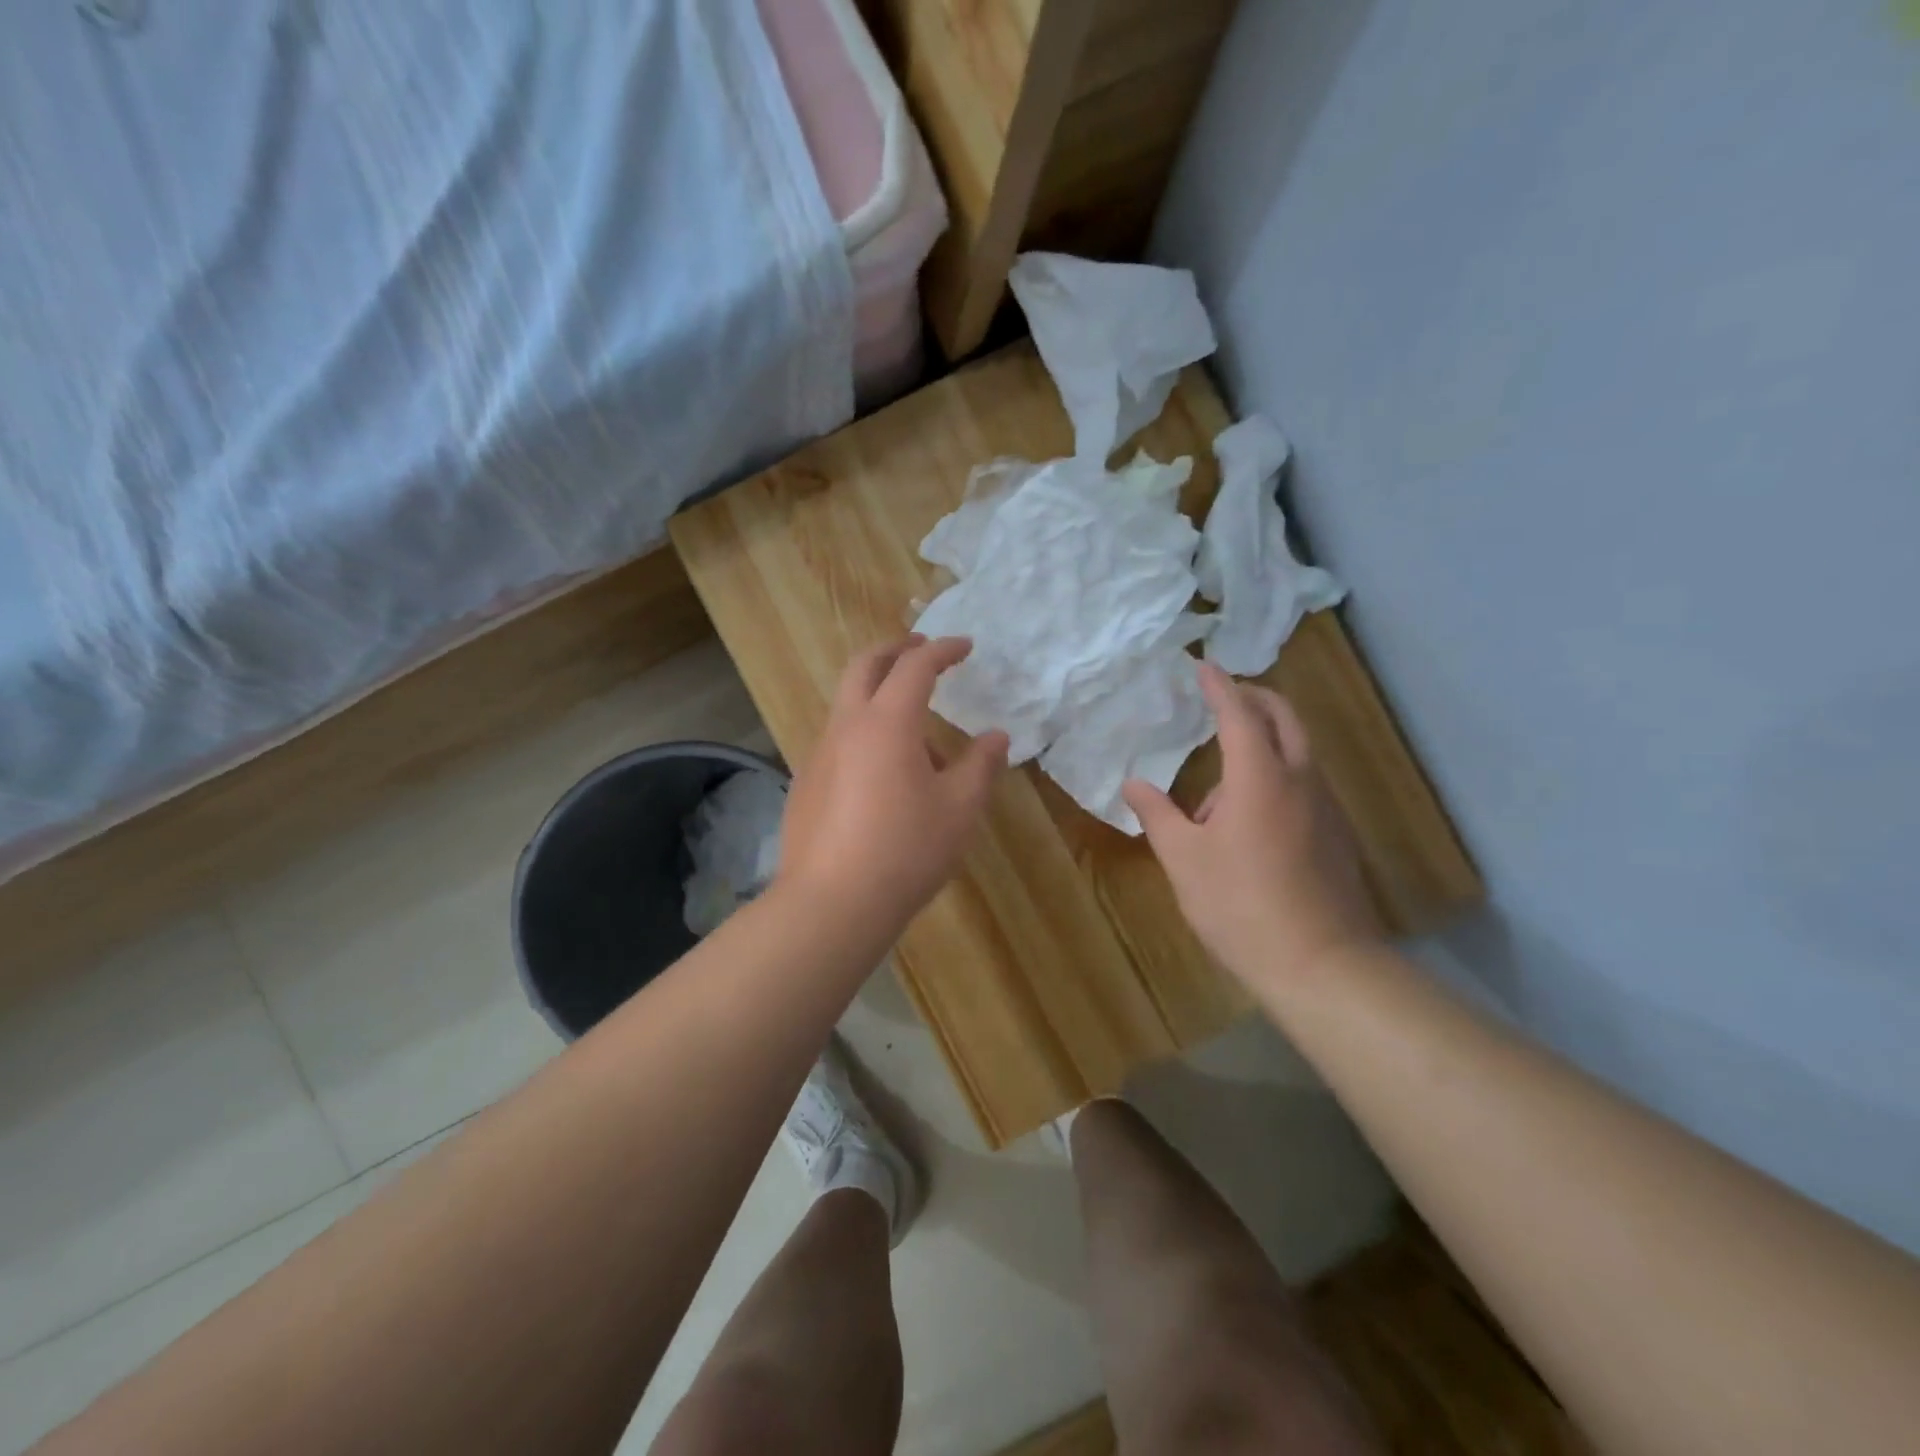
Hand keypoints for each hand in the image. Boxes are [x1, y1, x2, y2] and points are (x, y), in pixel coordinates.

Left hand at [777, 635, 1009, 934]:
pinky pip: (839, 741)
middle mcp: (847, 726)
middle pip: (865, 666)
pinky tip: (886, 781)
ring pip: (849, 705)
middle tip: (921, 650)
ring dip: (881, 699)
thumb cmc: (906, 850)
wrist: (832, 903)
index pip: (916, 665)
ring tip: (921, 744)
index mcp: (887, 722)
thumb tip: (997, 737)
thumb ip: (981, 766)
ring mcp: (818, 754)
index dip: (942, 650)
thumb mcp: (959, 809)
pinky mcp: (806, 783)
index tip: (965, 647)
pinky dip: (865, 735)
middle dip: (895, 650)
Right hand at [1123, 663, 1379, 989]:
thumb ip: (1157, 814)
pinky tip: (1248, 822)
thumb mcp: (1184, 860)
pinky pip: (1304, 785)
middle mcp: (1300, 780)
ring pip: (1297, 753)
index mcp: (1260, 778)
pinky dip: (1277, 776)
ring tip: (1217, 792)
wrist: (1321, 964)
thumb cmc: (1240, 905)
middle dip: (1255, 699)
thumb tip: (1133, 783)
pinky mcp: (1336, 834)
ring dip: (1263, 744)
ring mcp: (1325, 807)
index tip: (1203, 665)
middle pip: (1284, 718)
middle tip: (1224, 696)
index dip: (1219, 686)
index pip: (1238, 714)